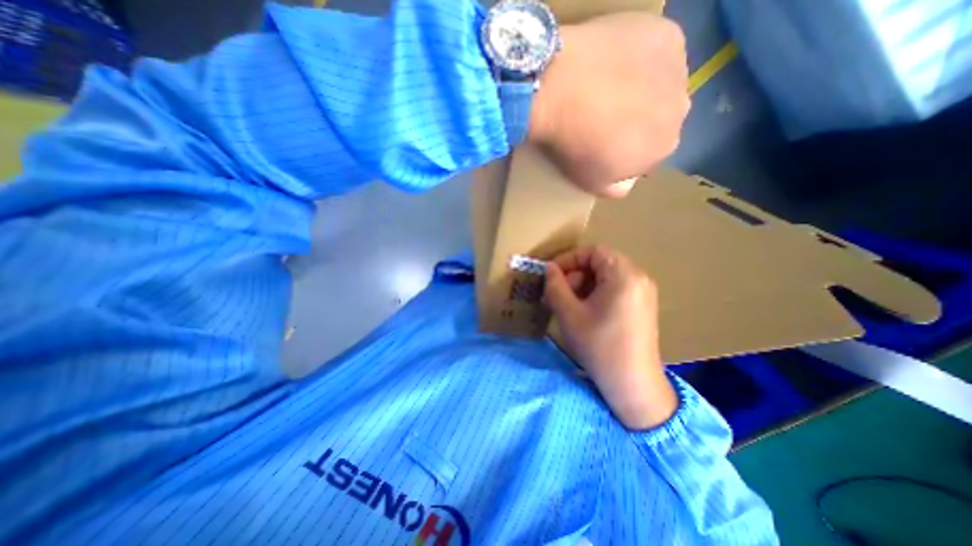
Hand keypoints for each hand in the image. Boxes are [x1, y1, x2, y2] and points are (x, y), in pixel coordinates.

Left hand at [528, 10, 684, 198]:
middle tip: (603, 115)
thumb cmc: (574, 145)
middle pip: (658, 118)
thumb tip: (627, 183)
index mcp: (664, 148)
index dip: (627, 148)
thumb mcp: (592, 182)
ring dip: (641, 88)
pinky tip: (613, 62)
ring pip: (660, 85)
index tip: (604, 143)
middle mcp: (681, 110)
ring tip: (606, 88)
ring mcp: (677, 69)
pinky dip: (639, 58)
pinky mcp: (666, 35)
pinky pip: (655, 51)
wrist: (560, 91)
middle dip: (637, 120)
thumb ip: (617, 188)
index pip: (649, 152)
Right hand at [546, 248, 677, 429]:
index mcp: (624, 275)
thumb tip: (549, 269)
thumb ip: (555, 286)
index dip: (568, 259)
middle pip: (600, 263)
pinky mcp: (642, 307)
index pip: (593, 251)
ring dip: (582, 285)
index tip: (551, 274)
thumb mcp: (569, 314)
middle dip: (574, 275)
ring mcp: (643, 293)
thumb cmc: (599, 346)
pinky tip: (583, 312)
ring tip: (566, 304)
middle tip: (556, 294)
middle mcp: (638, 278)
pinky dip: (595, 294)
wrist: (632, 384)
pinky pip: (614, 289)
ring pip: (606, 277)